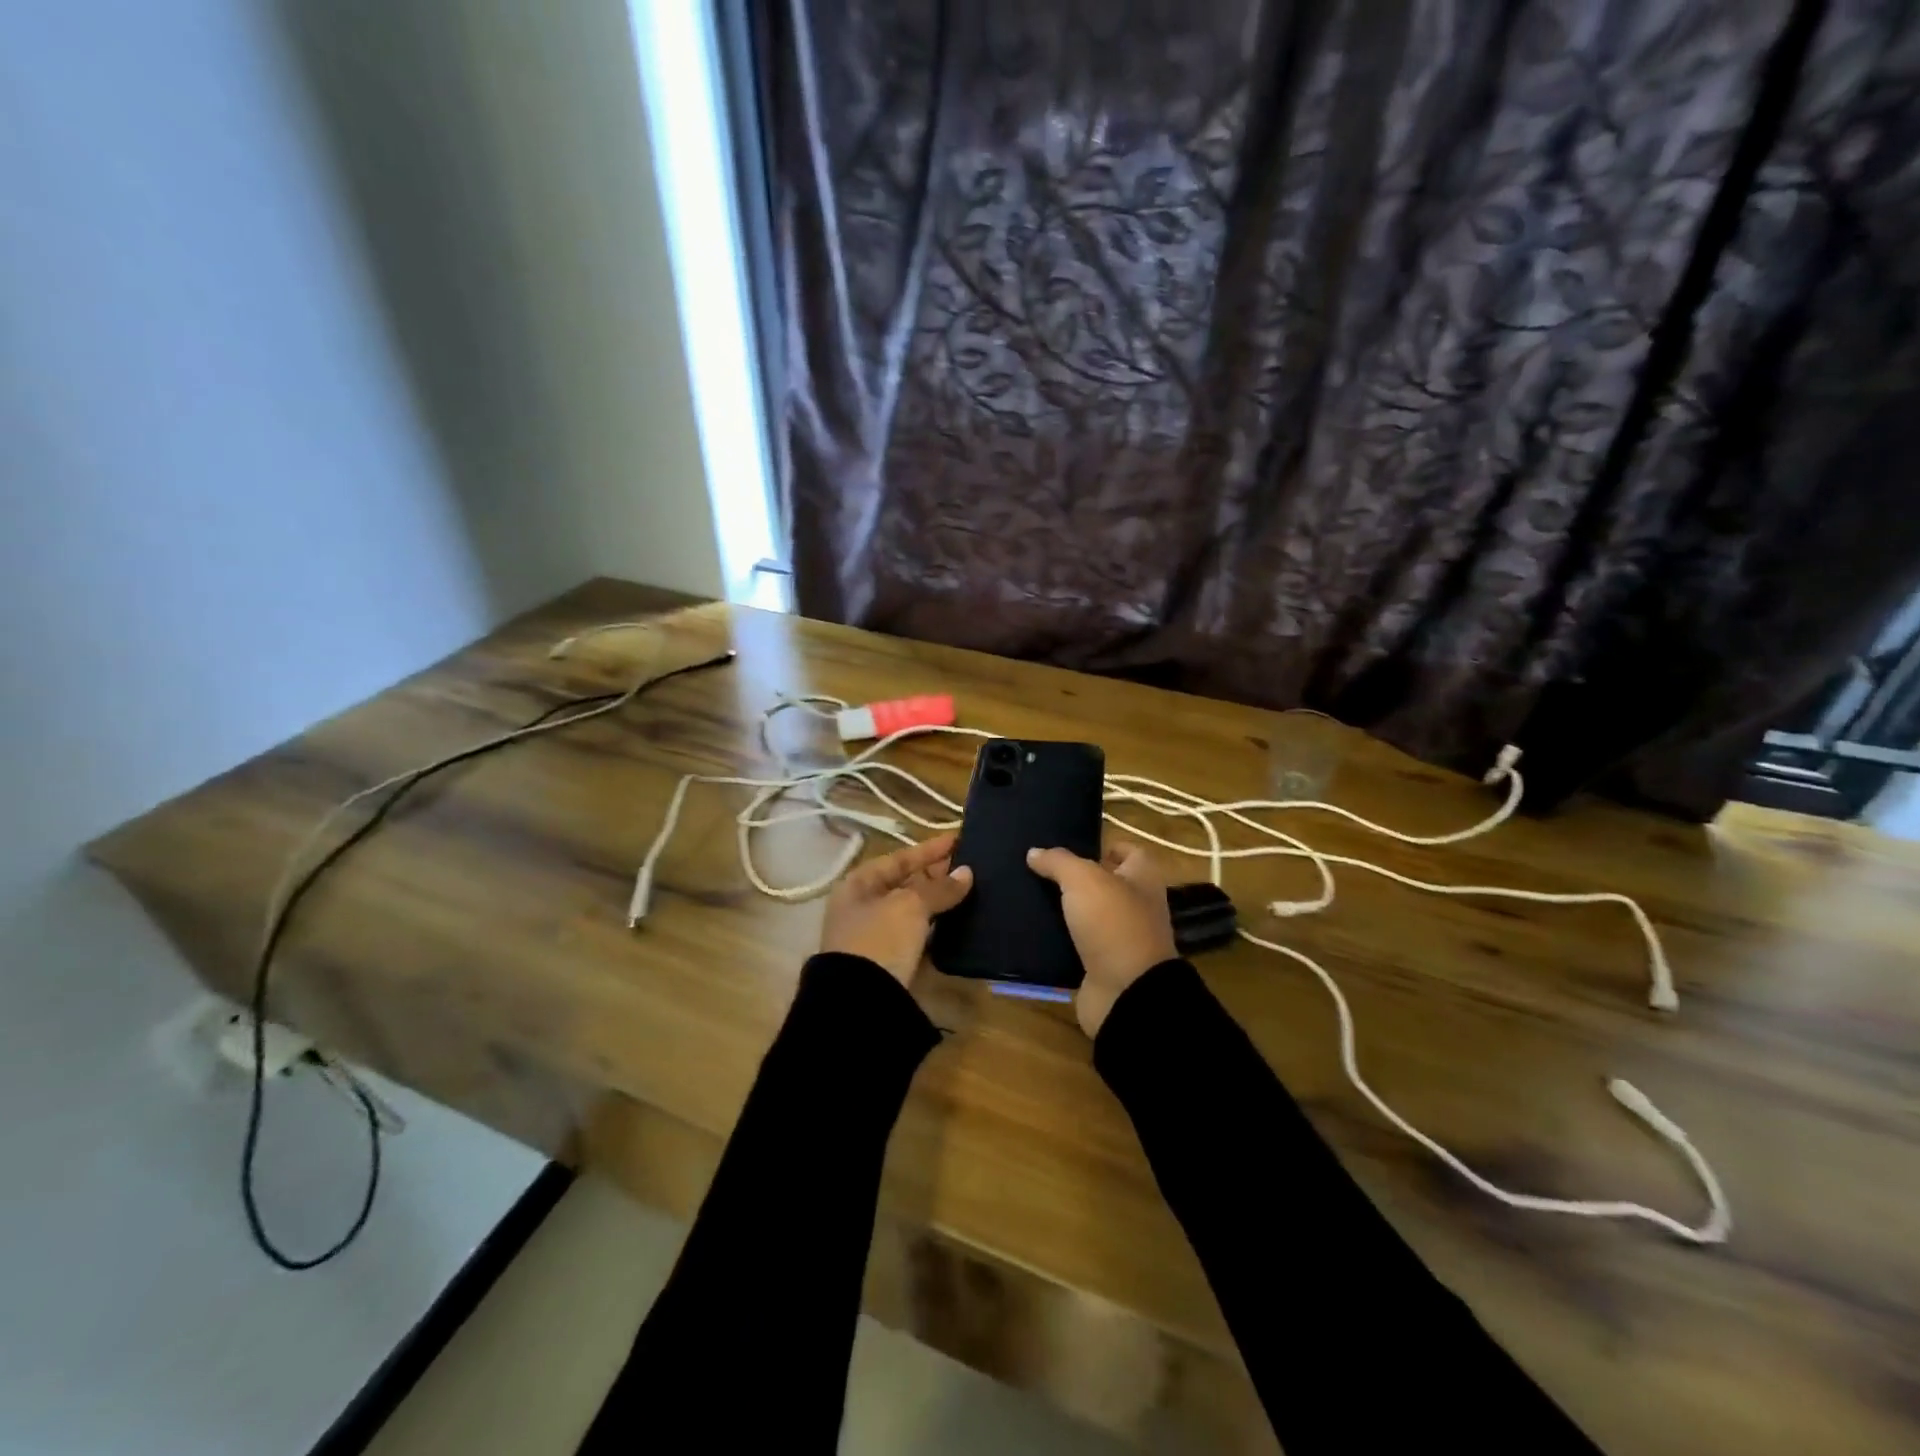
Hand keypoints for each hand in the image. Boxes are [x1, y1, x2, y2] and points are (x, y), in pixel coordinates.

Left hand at [820, 832, 973, 987]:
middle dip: (937, 875)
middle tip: (973, 866)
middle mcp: (864, 907)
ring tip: (974, 892)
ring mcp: (877, 937)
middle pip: (906, 884)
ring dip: (940, 902)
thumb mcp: (910, 906)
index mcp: (859, 885)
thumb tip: (966, 873)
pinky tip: (962, 924)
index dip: (929, 849)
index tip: (959, 840)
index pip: (899, 859)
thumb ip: (939, 888)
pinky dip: (938, 929)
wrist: (861, 1002)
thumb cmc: (879, 940)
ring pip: (914, 911)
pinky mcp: (892, 962)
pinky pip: (919, 936)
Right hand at [1026, 841, 1176, 1037]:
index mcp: (1143, 879)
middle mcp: (1136, 906)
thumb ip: (1059, 862)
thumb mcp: (1083, 880)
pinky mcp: (1102, 965)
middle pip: (1105, 884)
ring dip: (1063, 909)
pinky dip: (1057, 939)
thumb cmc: (1113, 924)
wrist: (1126, 994)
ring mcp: (1120, 939)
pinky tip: (1030, 930)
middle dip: (1075, 878)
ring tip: (1027, 896)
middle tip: (1037, 870)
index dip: (1105, 846)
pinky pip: (1076, 945)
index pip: (1130, 852)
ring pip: (1088, 915)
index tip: (1071, 846)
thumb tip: (1034, 852)